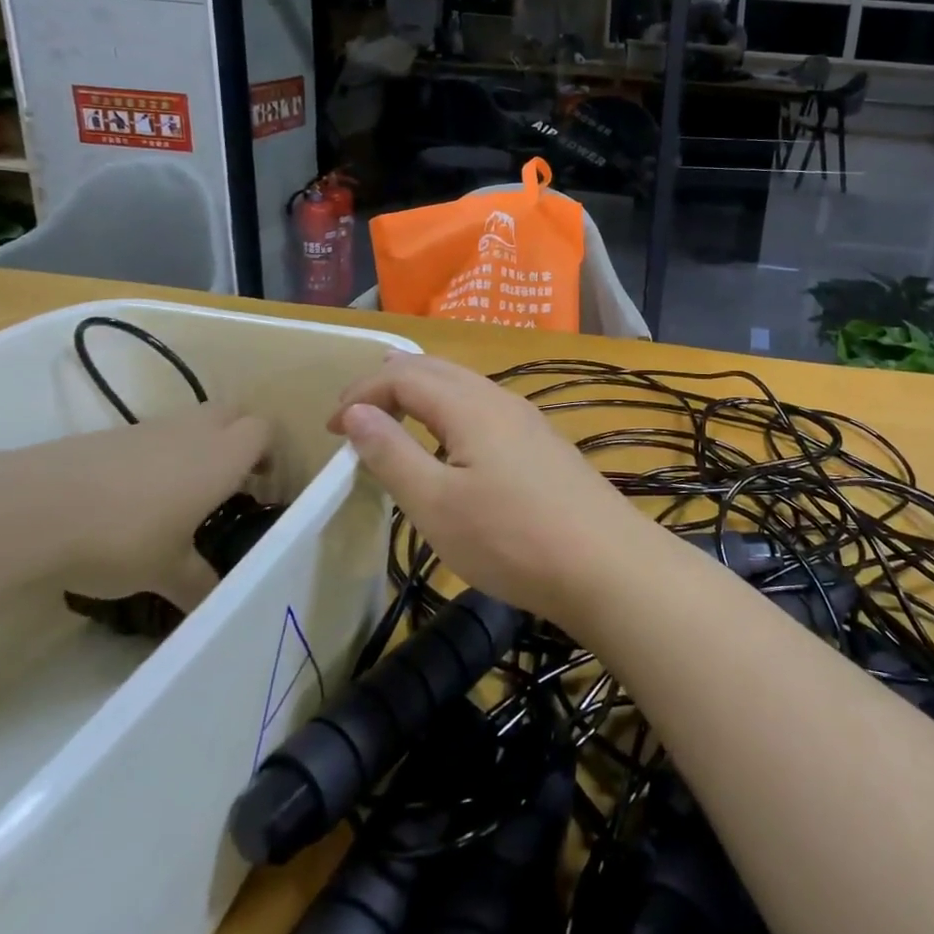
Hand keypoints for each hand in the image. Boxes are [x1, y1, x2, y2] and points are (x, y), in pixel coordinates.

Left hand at [0, 403, 272, 606]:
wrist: (32, 509)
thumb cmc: (122, 537)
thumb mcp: (165, 571)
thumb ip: (197, 583)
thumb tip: (216, 609)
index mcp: (224, 456)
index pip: (264, 431)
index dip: (268, 452)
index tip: (259, 483)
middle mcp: (195, 431)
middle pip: (233, 413)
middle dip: (238, 438)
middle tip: (229, 479)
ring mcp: (150, 428)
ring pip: (190, 422)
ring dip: (195, 446)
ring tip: (179, 492)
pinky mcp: (110, 435)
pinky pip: (150, 436)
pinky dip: (154, 456)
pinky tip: (132, 496)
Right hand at [328, 355, 646, 629]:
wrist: (604, 563)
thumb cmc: (511, 538)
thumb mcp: (436, 504)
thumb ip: (392, 454)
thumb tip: (355, 413)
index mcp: (469, 405)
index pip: (403, 375)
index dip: (361, 392)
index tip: (330, 429)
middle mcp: (500, 398)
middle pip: (436, 369)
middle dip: (389, 382)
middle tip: (355, 412)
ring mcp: (527, 419)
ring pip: (464, 386)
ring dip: (422, 392)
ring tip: (394, 413)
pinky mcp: (542, 443)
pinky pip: (485, 408)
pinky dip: (450, 410)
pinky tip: (451, 441)